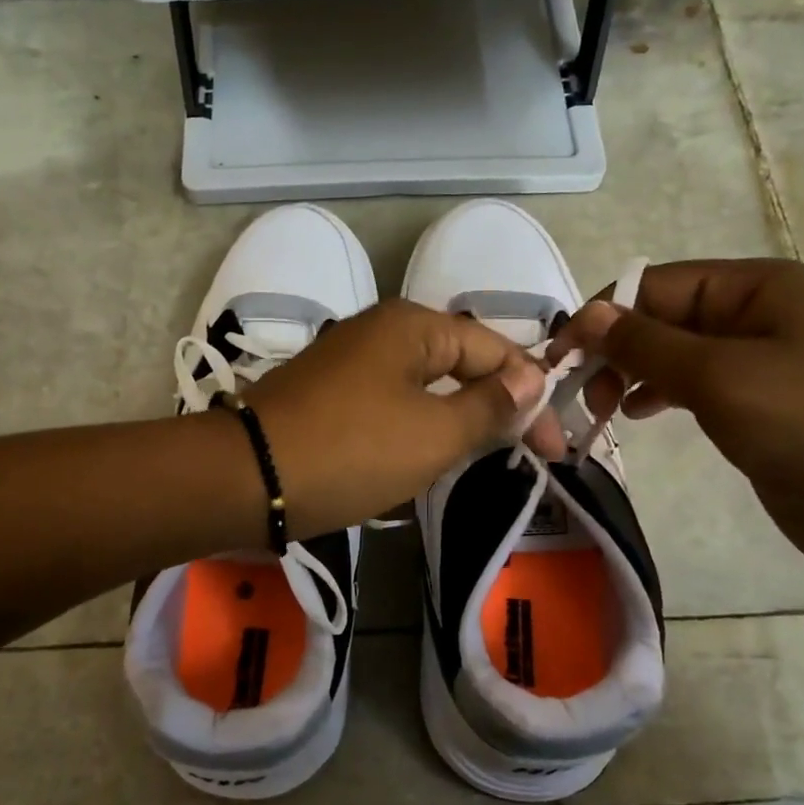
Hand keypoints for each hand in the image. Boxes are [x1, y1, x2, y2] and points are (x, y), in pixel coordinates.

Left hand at [243, 299, 565, 537]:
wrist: (245, 479)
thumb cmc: (351, 451)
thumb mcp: (433, 434)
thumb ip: (489, 406)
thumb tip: (533, 379)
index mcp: (412, 325)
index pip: (495, 350)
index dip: (533, 397)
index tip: (557, 450)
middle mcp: (380, 332)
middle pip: (459, 365)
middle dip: (496, 408)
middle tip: (527, 456)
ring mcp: (349, 364)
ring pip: (424, 389)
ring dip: (456, 422)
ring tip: (485, 460)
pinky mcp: (328, 398)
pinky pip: (390, 407)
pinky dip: (416, 432)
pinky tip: (426, 461)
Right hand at [548, 259, 803, 582]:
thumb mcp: (720, 376)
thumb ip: (646, 343)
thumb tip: (584, 315)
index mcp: (755, 286)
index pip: (654, 284)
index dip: (603, 316)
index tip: (560, 359)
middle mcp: (753, 312)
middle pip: (659, 317)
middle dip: (616, 350)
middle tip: (585, 396)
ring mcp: (755, 359)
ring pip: (669, 353)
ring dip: (629, 374)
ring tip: (604, 409)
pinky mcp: (752, 402)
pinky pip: (687, 384)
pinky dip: (655, 395)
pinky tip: (636, 415)